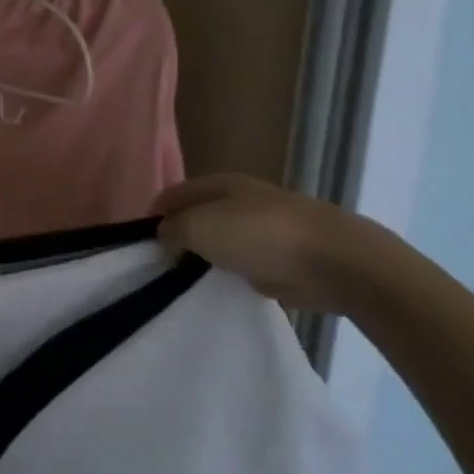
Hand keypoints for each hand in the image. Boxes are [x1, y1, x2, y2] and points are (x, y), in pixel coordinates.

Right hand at [152, 174, 400, 313]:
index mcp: (221, 184)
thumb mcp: (200, 226)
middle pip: (197, 216)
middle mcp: (241, 201)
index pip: (175, 194)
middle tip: (159, 265)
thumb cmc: (260, 235)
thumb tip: (165, 237)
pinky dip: (230, 274)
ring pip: (220, 241)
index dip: (154, 215)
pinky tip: (220, 288)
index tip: (140, 244)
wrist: (333, 262)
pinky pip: (242, 263)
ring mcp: (263, 229)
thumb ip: (173, 231)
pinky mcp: (281, 258)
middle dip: (178, 236)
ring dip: (204, 257)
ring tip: (184, 280)